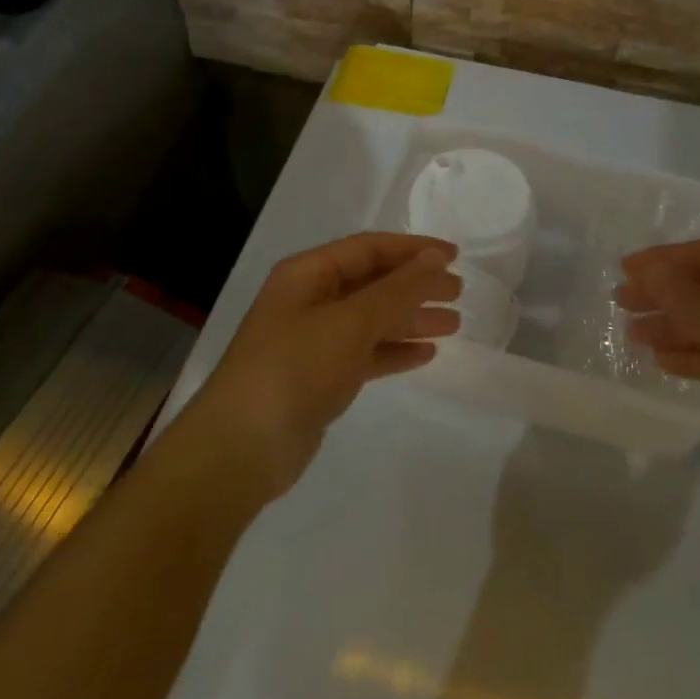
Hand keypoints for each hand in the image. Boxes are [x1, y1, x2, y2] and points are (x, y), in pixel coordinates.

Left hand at [189, 232, 459, 497]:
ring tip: (454, 324)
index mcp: (308, 274)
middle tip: (458, 293)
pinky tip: (425, 355)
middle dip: (415, 285)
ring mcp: (312, 341)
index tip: (455, 257)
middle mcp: (309, 300)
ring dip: (410, 319)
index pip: (369, 248)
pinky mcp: (318, 379)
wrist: (240, 450)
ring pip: (371, 320)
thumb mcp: (351, 321)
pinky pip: (364, 354)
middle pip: (372, 283)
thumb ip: (398, 289)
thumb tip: (436, 258)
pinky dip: (393, 351)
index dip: (414, 250)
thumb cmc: (295, 368)